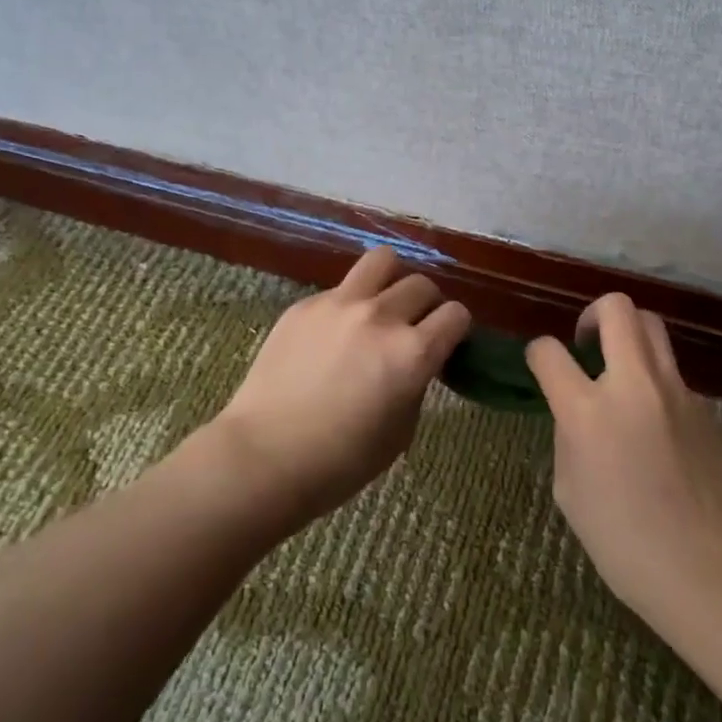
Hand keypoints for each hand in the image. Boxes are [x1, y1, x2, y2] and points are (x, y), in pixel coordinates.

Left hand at [215, 247, 469, 521]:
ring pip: (383, 260)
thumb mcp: (400, 430)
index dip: (456, 329)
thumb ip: (416, 383)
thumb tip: (418, 360)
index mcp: (413, 353)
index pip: (456, 314)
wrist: (264, 457)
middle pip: (423, 285)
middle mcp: (382, 317)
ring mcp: (340, 304)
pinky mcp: (306, 304)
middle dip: (426, 306)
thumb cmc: (341, 461)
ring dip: (392, 280)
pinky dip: (350, 303)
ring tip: (382, 303)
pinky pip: (342, 288)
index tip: (446, 342)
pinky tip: (334, 333)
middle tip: (413, 327)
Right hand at [527, 294, 721, 624]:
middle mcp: (632, 384)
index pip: (549, 352)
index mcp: (587, 410)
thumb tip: (577, 414)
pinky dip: (655, 381)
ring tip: (622, 370)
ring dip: (629, 335)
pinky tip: (656, 424)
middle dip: (593, 314)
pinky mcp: (705, 406)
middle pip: (616, 308)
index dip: (538, 353)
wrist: (707, 569)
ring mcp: (675, 391)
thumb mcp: (570, 490)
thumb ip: (568, 436)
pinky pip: (673, 374)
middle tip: (587, 343)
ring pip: (652, 326)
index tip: (541, 365)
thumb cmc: (623, 542)